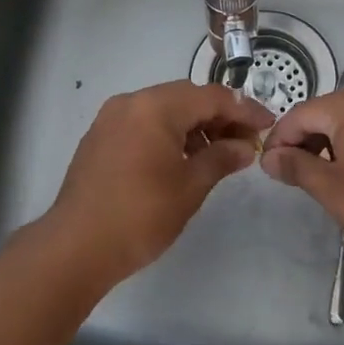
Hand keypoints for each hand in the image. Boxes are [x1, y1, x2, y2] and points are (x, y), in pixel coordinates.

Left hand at [38, 79, 273, 289]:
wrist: (76, 247)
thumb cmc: (140, 215)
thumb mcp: (190, 186)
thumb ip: (222, 158)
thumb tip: (245, 147)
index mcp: (155, 107)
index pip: (211, 97)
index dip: (244, 110)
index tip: (267, 126)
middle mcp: (131, 102)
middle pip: (186, 98)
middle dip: (219, 117)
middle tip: (245, 143)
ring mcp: (111, 119)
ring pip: (164, 110)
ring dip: (194, 126)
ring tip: (217, 155)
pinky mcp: (99, 138)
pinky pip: (143, 123)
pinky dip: (168, 134)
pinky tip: (183, 160)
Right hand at [260, 85, 343, 257]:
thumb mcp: (332, 189)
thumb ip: (296, 167)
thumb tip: (269, 157)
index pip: (300, 115)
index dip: (279, 140)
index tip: (269, 167)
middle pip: (328, 114)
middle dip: (307, 141)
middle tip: (296, 175)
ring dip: (336, 144)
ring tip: (329, 177)